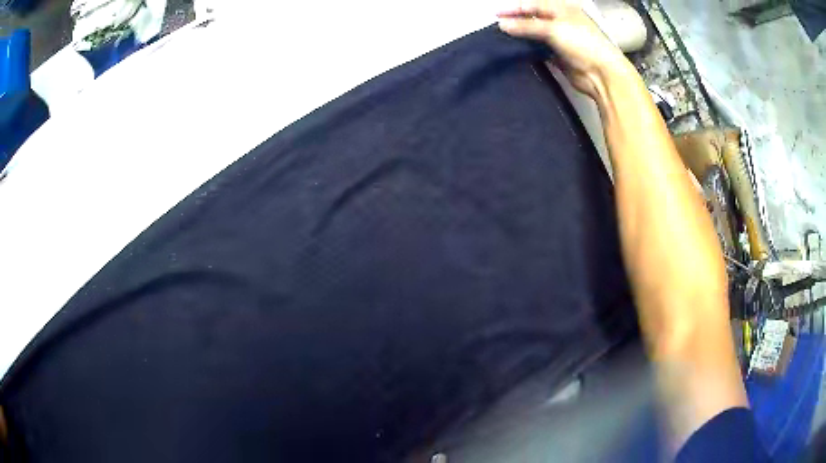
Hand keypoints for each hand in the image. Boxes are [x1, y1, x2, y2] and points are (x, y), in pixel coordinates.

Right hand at [497, 0, 628, 98]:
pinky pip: (541, 51)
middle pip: (535, 19)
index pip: (534, 5)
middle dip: (517, 22)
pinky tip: (517, 52)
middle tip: (498, 27)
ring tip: (503, 39)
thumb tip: (502, 24)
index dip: (515, 9)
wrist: (601, 74)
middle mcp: (562, 23)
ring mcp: (562, 40)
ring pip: (537, 35)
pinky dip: (530, 51)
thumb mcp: (553, 29)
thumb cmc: (582, 43)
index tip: (496, 14)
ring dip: (522, 37)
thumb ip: (527, 26)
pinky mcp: (560, 57)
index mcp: (563, 10)